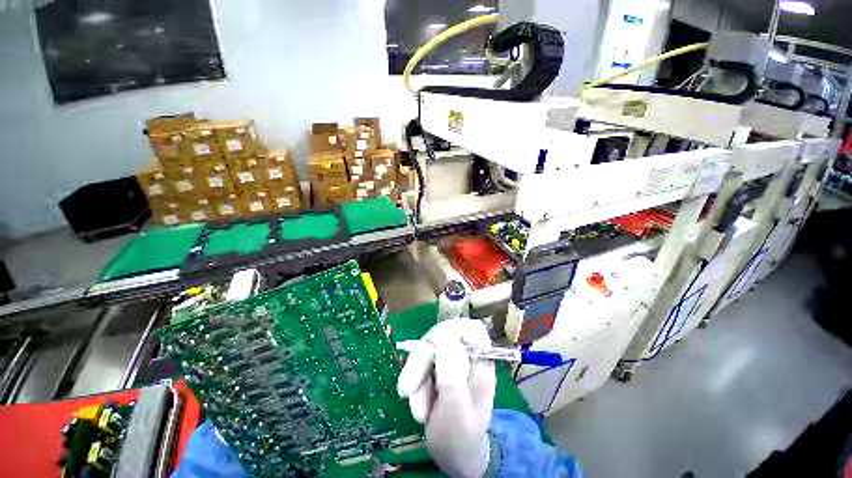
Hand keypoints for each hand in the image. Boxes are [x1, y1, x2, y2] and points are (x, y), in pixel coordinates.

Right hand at [397, 319, 496, 477]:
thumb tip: (445, 340)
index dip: (449, 332)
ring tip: (417, 410)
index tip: (429, 350)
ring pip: (428, 348)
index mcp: (481, 363)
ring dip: (415, 375)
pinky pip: (421, 361)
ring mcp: (452, 358)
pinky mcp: (438, 365)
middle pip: (443, 336)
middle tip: (407, 391)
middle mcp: (468, 355)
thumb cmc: (459, 438)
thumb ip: (452, 378)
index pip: (470, 329)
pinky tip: (415, 401)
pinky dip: (414, 379)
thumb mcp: (455, 414)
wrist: (453, 455)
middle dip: (422, 361)